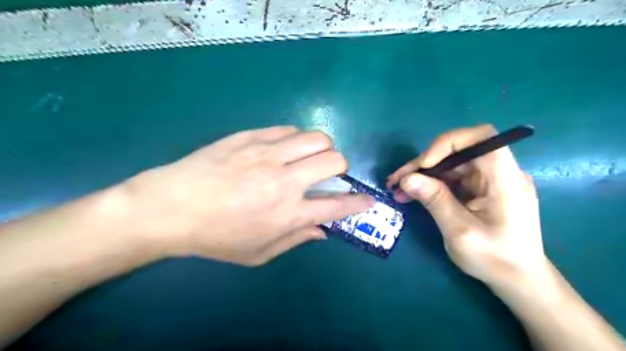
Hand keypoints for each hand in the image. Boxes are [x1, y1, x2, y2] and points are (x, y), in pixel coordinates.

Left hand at [125, 126, 373, 265]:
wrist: (170, 207)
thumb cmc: (215, 237)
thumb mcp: (257, 253)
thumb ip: (295, 240)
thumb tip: (322, 231)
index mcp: (288, 213)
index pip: (337, 206)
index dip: (358, 203)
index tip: (368, 200)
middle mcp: (284, 180)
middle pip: (334, 160)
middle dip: (341, 167)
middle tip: (328, 174)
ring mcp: (267, 154)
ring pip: (315, 137)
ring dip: (322, 148)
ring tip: (308, 157)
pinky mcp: (250, 136)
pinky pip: (287, 129)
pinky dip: (294, 139)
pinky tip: (283, 148)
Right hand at [387, 125, 548, 289]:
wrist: (517, 279)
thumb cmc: (494, 259)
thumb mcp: (459, 231)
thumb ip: (435, 200)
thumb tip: (407, 179)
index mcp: (505, 179)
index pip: (481, 137)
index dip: (448, 143)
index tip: (423, 164)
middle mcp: (500, 173)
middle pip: (459, 150)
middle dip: (425, 162)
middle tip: (398, 179)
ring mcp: (490, 180)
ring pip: (451, 163)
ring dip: (424, 173)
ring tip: (399, 188)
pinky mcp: (481, 189)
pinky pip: (453, 177)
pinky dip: (431, 183)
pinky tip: (412, 194)